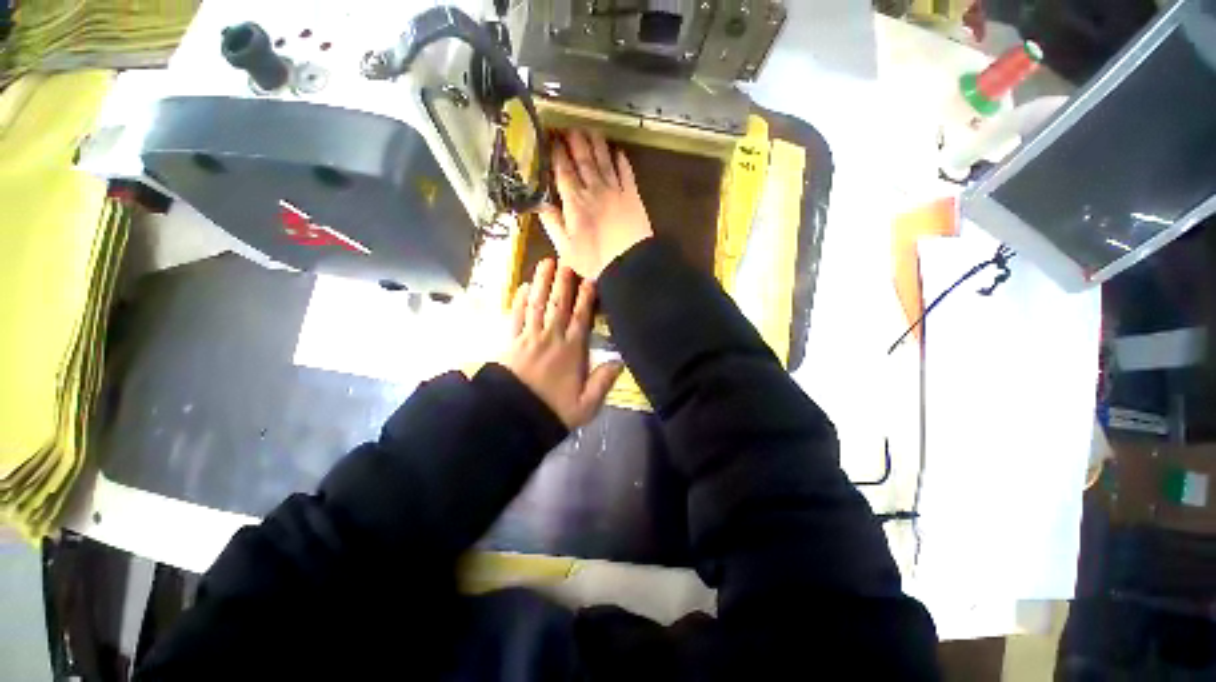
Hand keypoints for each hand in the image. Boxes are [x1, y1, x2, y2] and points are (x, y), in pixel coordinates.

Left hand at [501, 259, 623, 428]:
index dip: (585, 298)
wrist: (515, 418)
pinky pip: (516, 316)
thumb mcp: (586, 404)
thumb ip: (603, 382)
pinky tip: (523, 286)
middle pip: (558, 305)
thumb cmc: (553, 410)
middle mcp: (551, 338)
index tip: (589, 279)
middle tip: (566, 260)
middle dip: (563, 282)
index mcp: (571, 351)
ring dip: (542, 283)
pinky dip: (519, 300)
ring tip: (545, 262)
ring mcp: (529, 338)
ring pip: (537, 305)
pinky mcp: (512, 342)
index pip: (580, 318)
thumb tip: (620, 360)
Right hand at [539, 129, 653, 279]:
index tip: (551, 137)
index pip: (563, 170)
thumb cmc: (594, 259)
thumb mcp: (565, 247)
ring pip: (603, 159)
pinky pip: (625, 171)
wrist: (629, 263)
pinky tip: (617, 151)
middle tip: (568, 127)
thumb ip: (551, 222)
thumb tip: (539, 201)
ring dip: (595, 143)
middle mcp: (594, 189)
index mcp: (574, 201)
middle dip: (574, 141)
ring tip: (589, 130)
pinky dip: (620, 159)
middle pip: (583, 159)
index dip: (556, 152)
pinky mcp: (632, 195)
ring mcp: (615, 190)